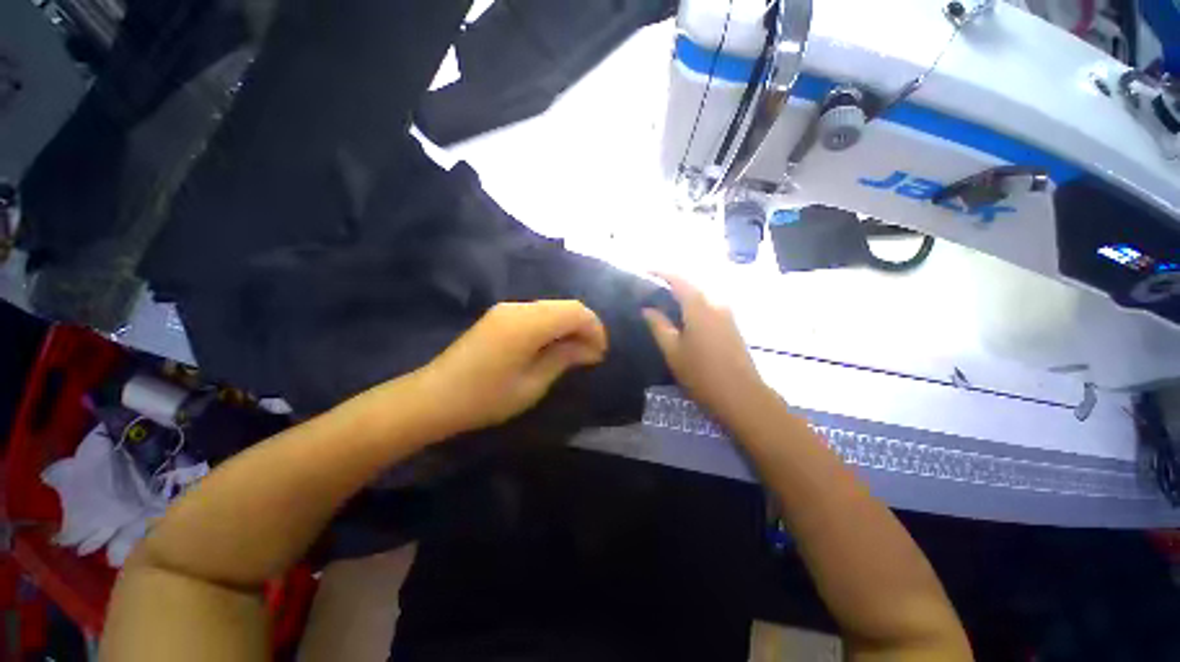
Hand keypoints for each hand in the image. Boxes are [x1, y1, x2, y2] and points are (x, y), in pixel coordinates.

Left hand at [418, 301, 607, 433]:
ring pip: (552, 308)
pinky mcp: (500, 316)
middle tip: (591, 355)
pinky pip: (538, 313)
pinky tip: (553, 346)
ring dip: (569, 325)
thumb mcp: (532, 385)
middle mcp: (518, 307)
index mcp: (527, 323)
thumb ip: (564, 359)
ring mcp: (507, 309)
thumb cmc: (485, 398)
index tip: (600, 354)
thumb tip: (590, 349)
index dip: (595, 329)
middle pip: (565, 305)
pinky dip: (553, 326)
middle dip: (585, 327)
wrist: (434, 397)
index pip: (575, 311)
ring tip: (575, 353)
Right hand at [643, 273, 774, 425]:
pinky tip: (683, 317)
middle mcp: (716, 304)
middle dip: (672, 282)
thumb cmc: (701, 374)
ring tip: (664, 302)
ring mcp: (727, 314)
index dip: (661, 272)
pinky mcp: (732, 325)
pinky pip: (709, 305)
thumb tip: (647, 309)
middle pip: (692, 285)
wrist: (741, 396)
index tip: (644, 270)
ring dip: (683, 294)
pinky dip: (694, 304)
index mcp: (699, 307)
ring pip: (701, 295)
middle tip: (652, 288)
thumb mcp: (673, 351)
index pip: (679, 280)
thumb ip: (659, 326)